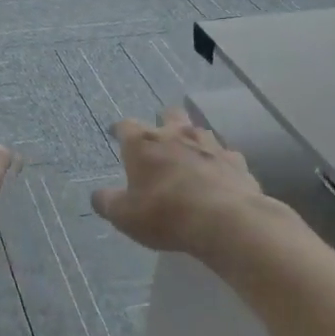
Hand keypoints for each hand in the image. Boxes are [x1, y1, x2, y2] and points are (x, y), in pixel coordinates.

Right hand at [91, 108, 266, 256]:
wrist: (225, 221)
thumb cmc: (165, 213)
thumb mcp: (124, 216)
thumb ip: (107, 202)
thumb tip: (98, 196)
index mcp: (143, 143)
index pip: (126, 125)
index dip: (120, 130)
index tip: (116, 134)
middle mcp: (176, 135)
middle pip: (169, 114)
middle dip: (163, 122)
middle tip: (159, 139)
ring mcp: (210, 144)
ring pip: (199, 130)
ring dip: (192, 140)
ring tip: (189, 157)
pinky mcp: (236, 161)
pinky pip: (225, 155)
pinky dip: (219, 163)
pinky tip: (218, 177)